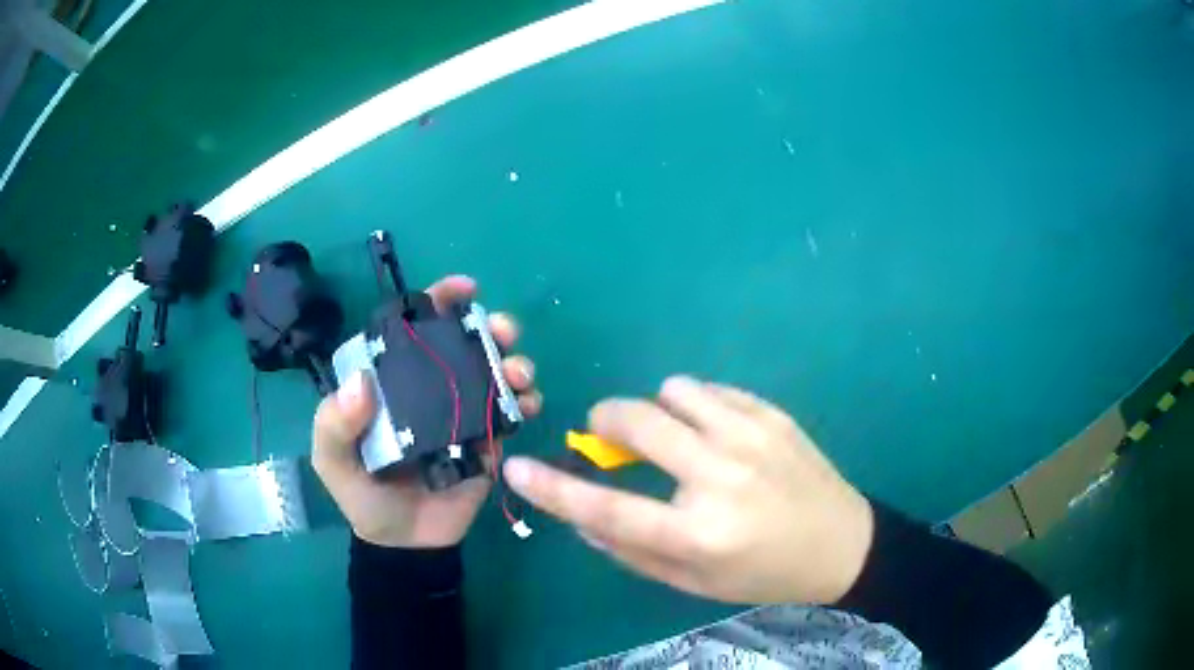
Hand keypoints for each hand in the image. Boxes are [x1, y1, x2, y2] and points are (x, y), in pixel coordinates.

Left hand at [312, 275, 541, 547]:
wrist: (406, 544)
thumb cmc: (364, 497)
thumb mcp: (333, 462)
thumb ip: (334, 426)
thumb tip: (362, 382)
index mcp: (392, 384)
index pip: (413, 331)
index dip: (437, 302)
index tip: (464, 289)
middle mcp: (429, 389)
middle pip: (463, 346)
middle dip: (489, 328)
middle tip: (503, 331)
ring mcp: (462, 413)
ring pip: (493, 374)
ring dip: (514, 362)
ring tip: (518, 375)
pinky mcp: (489, 440)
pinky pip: (511, 412)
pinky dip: (526, 402)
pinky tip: (530, 406)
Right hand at [503, 376, 872, 604]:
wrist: (842, 544)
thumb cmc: (764, 574)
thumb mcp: (695, 583)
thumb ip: (634, 552)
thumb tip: (582, 516)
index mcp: (699, 533)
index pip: (608, 509)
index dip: (553, 489)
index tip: (516, 468)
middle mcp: (722, 477)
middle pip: (637, 422)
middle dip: (607, 421)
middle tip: (610, 436)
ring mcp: (753, 437)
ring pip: (675, 390)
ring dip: (659, 410)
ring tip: (676, 437)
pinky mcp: (774, 415)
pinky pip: (713, 389)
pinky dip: (697, 405)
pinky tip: (715, 431)